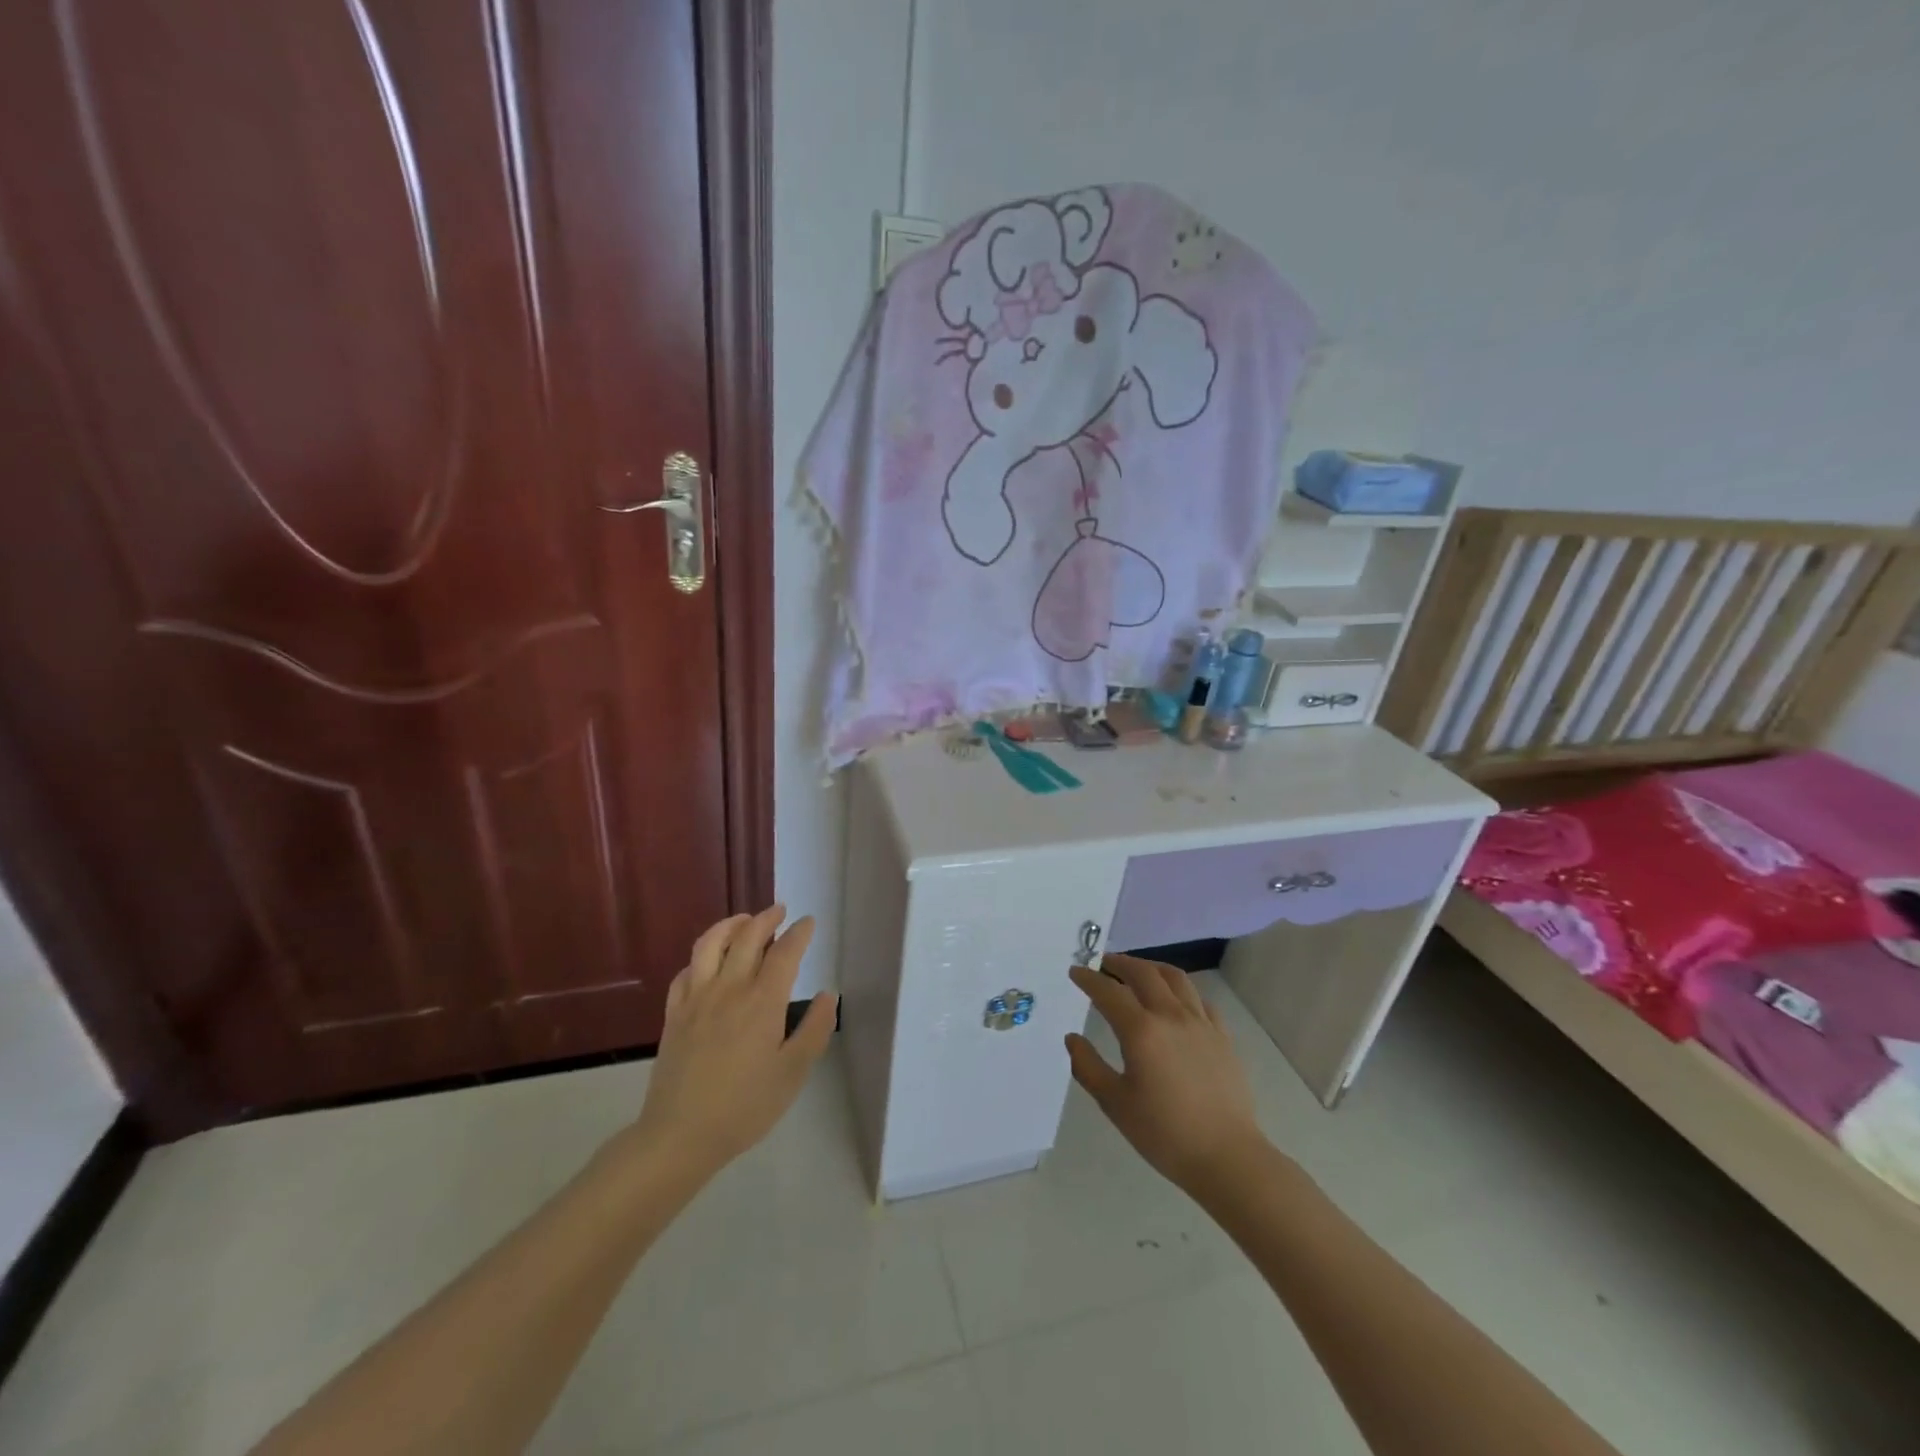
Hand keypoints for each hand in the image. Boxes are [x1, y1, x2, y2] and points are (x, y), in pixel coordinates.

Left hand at [628, 906, 837, 1181]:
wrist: (679, 1135)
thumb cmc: (744, 1106)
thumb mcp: (793, 1073)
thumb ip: (814, 1030)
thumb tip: (829, 995)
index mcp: (762, 1002)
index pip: (784, 953)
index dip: (799, 933)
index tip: (808, 923)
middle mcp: (729, 989)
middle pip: (747, 937)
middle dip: (766, 918)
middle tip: (779, 911)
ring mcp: (696, 999)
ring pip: (710, 944)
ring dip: (730, 925)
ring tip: (744, 921)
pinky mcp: (674, 1014)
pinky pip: (686, 971)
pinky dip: (701, 956)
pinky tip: (708, 961)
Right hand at [1066, 955, 1266, 1190]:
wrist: (1227, 1157)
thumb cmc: (1164, 1133)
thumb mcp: (1115, 1103)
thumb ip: (1087, 1066)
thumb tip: (1072, 1039)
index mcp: (1141, 1031)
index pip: (1108, 992)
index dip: (1089, 979)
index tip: (1075, 971)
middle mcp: (1171, 1016)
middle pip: (1144, 973)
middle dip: (1120, 963)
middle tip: (1104, 963)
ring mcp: (1201, 1023)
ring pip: (1175, 978)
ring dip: (1151, 968)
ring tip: (1138, 971)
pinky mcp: (1222, 1036)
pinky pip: (1199, 999)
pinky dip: (1181, 990)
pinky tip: (1175, 1000)